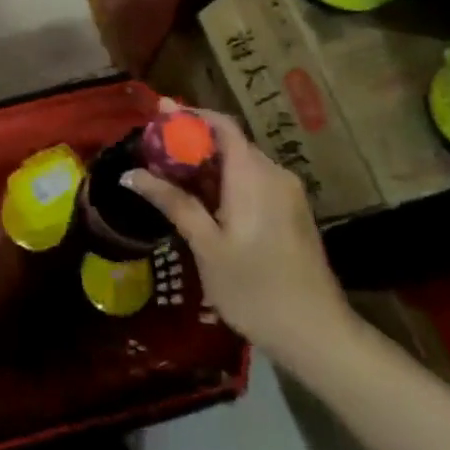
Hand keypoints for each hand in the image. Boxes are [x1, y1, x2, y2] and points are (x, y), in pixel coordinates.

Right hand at [124, 104, 359, 373]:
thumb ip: (173, 203)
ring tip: (169, 177)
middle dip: (191, 141)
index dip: (189, 115)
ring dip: (206, 165)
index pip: (221, 124)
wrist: (318, 335)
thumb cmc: (255, 289)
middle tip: (153, 152)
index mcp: (253, 175)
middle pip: (229, 142)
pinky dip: (224, 182)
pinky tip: (201, 202)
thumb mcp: (206, 246)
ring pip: (240, 163)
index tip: (157, 114)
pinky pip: (252, 181)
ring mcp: (287, 193)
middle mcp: (274, 174)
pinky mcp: (291, 213)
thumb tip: (131, 174)